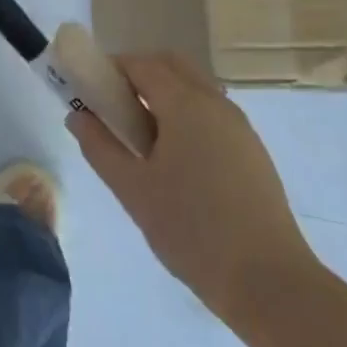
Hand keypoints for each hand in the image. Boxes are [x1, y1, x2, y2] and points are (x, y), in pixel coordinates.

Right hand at [67, 53, 318, 325]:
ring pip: (195, 87)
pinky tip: (175, 159)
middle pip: (172, 66)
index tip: (90, 90)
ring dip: (164, 94)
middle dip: (139, 75)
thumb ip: (99, 147)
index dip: (111, 69)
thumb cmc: (191, 230)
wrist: (269, 281)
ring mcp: (239, 125)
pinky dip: (186, 115)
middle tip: (114, 108)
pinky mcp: (252, 150)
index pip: (141, 64)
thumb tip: (77, 116)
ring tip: (141, 138)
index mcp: (185, 103)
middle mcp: (215, 102)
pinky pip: (211, 113)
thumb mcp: (132, 190)